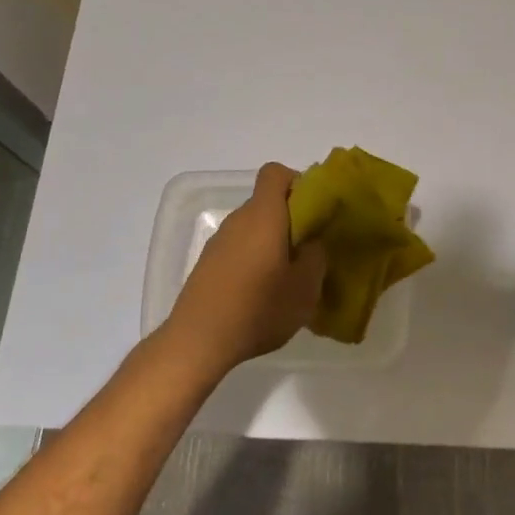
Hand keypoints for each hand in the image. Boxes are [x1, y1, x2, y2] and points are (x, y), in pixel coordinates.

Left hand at [160, 163, 325, 377]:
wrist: (198, 341)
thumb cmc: (258, 308)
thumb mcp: (305, 288)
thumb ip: (316, 256)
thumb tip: (313, 242)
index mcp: (264, 215)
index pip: (275, 173)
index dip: (297, 182)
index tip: (314, 209)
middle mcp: (238, 220)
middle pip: (267, 202)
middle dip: (291, 219)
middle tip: (310, 250)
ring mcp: (219, 242)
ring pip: (253, 228)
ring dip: (272, 242)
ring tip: (288, 277)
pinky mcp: (207, 264)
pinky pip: (238, 248)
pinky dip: (254, 259)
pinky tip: (262, 293)